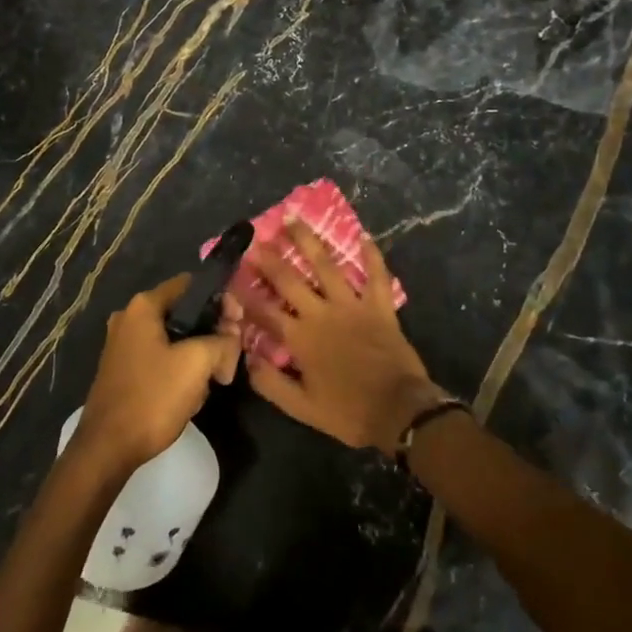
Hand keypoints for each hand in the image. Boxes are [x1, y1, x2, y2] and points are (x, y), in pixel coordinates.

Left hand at [73, 275, 241, 476]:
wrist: (108, 447)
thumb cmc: (152, 397)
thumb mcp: (197, 363)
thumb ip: (222, 341)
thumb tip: (231, 337)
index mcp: (144, 306)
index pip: (192, 285)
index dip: (220, 300)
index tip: (238, 324)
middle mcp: (129, 317)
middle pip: (184, 312)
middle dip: (211, 332)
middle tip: (230, 357)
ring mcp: (123, 344)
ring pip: (175, 338)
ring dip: (198, 355)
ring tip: (212, 380)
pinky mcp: (124, 369)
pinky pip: (161, 358)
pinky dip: (179, 369)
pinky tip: (191, 393)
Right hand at [242, 220, 448, 451]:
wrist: (399, 411)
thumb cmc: (348, 412)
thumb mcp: (302, 408)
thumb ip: (271, 384)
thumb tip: (247, 359)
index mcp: (300, 338)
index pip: (265, 311)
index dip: (246, 293)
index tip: (232, 276)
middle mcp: (322, 314)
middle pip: (290, 279)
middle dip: (270, 258)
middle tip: (256, 238)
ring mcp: (353, 306)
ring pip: (327, 266)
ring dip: (309, 241)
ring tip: (294, 219)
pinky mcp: (380, 307)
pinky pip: (377, 275)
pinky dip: (372, 254)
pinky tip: (364, 235)